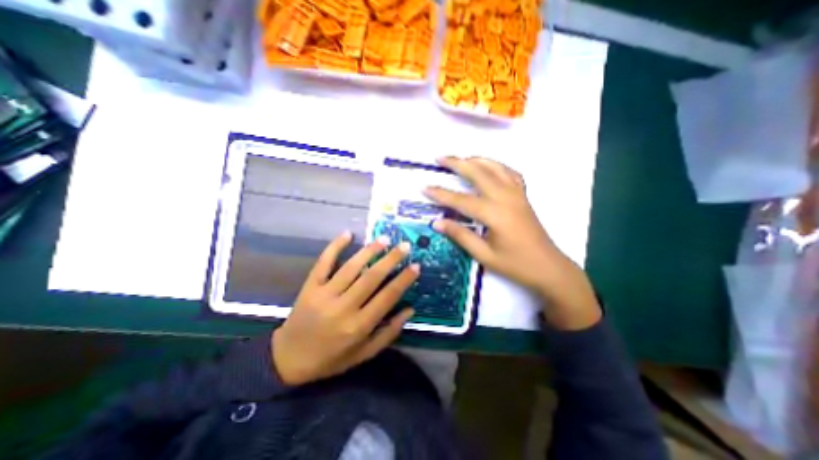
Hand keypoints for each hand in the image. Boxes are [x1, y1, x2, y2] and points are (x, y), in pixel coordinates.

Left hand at [273, 231, 418, 385]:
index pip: (387, 297)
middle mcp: (343, 308)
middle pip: (371, 278)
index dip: (403, 280)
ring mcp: (324, 295)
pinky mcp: (310, 286)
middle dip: (391, 259)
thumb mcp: (363, 354)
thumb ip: (388, 333)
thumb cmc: (331, 358)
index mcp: (358, 326)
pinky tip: (347, 234)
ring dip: (369, 251)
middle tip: (405, 245)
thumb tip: (410, 310)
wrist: (288, 359)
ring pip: (351, 267)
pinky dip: (335, 247)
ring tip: (384, 239)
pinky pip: (323, 262)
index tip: (415, 266)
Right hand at [422, 158, 598, 329]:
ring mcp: (517, 194)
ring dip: (476, 159)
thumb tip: (437, 222)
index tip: (424, 187)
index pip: (461, 200)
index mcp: (494, 214)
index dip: (441, 194)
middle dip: (457, 163)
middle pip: (478, 173)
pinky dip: (496, 165)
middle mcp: (506, 198)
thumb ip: (460, 235)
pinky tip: (489, 166)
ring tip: (461, 158)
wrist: (548, 267)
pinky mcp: (523, 196)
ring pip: (495, 168)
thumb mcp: (484, 255)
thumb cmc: (515, 265)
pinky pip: (510, 173)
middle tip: (440, 158)